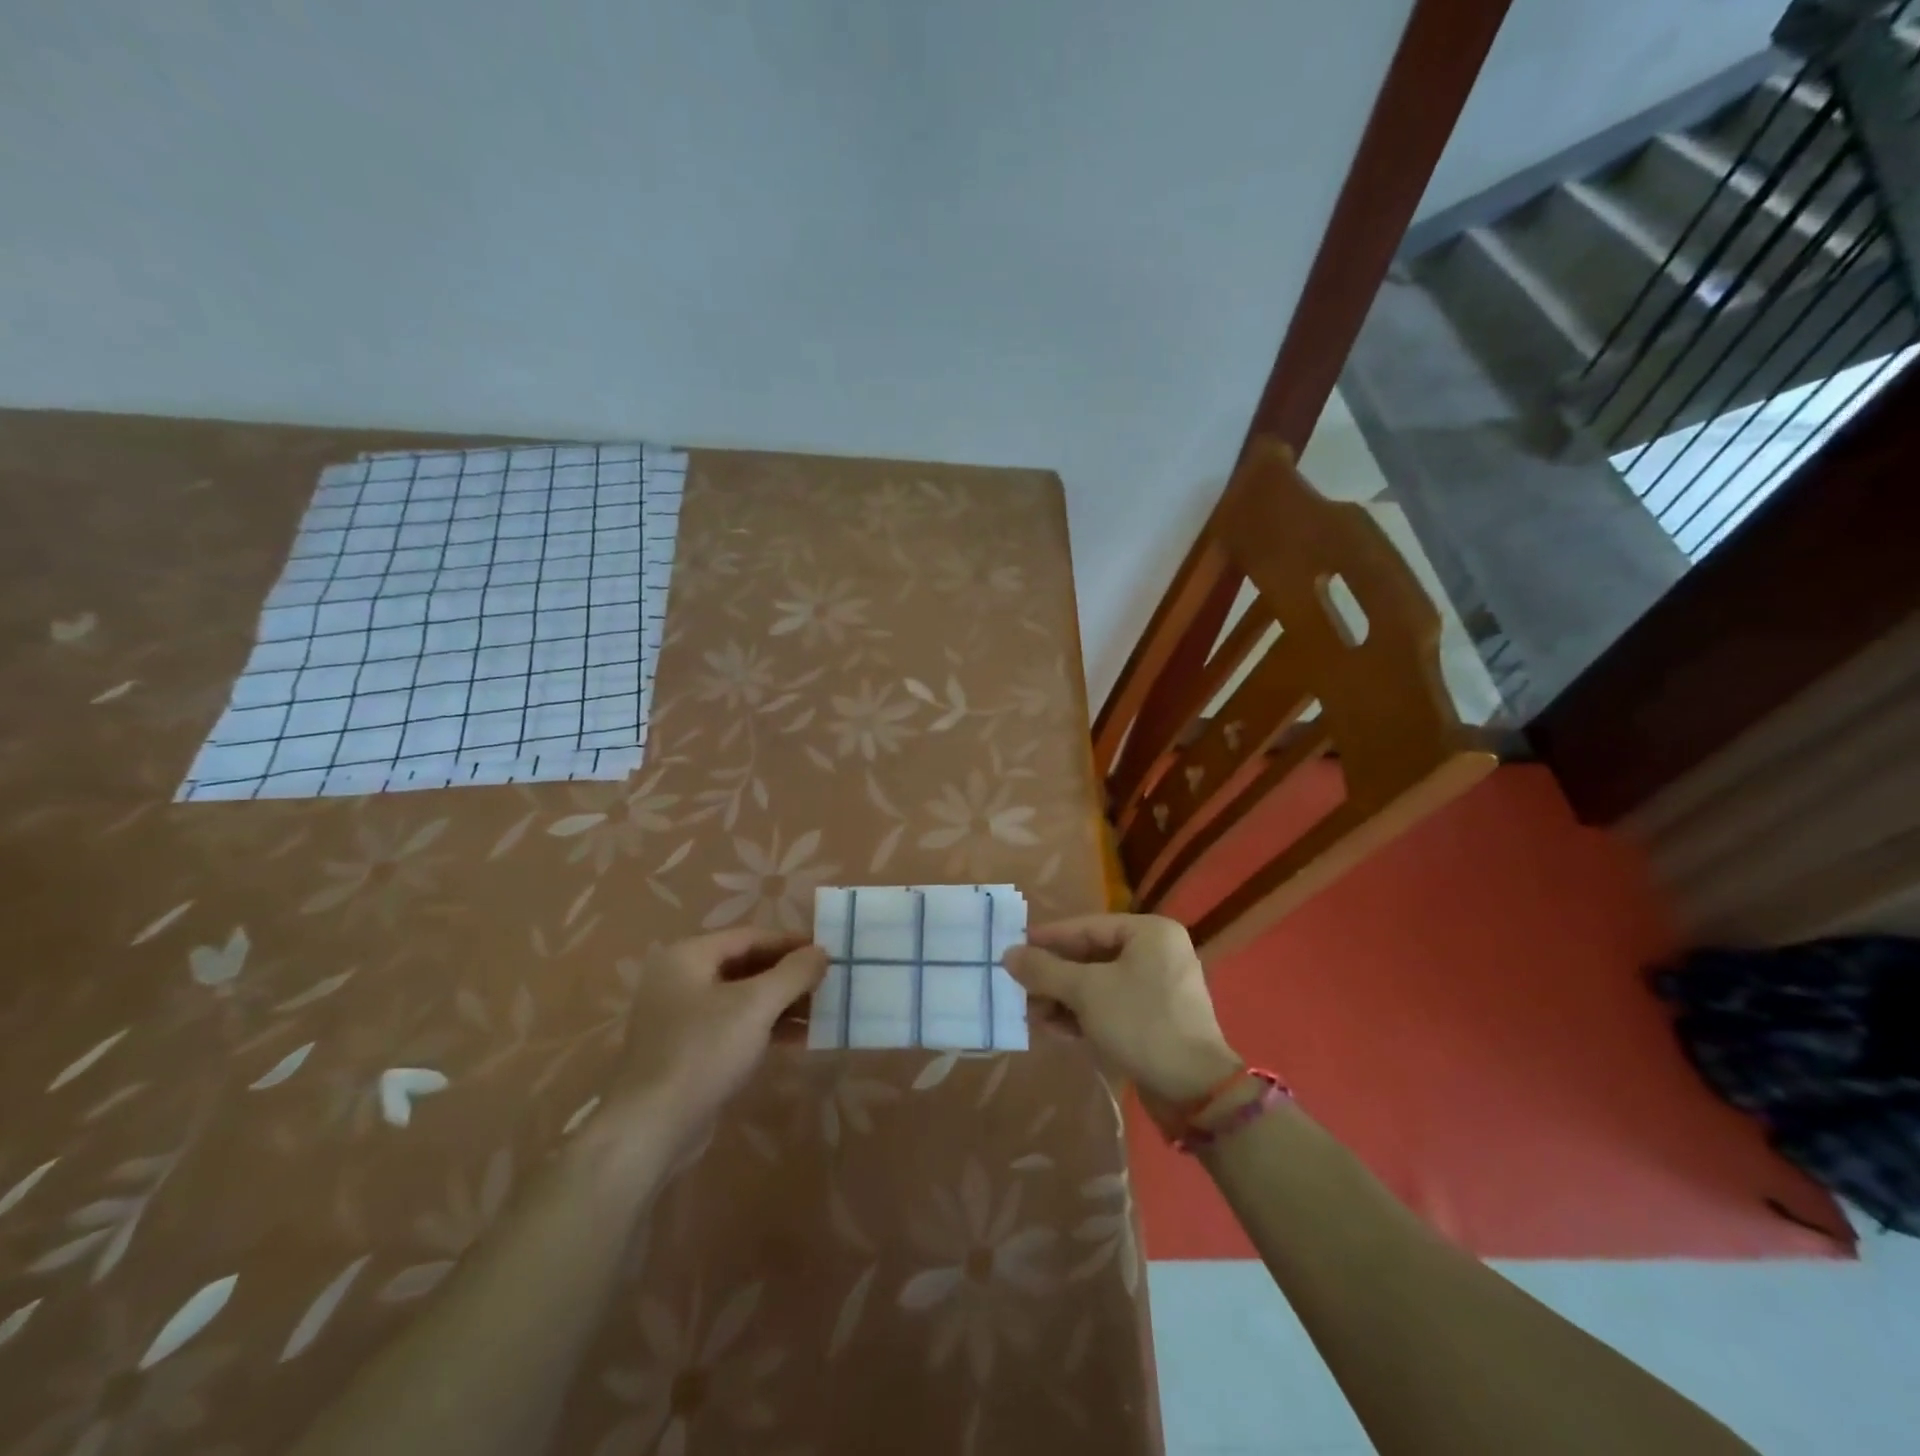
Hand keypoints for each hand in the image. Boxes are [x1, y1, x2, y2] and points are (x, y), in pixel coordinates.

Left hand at [601, 929, 826, 1142]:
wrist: (651, 1128)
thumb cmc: (704, 1051)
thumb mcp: (756, 1005)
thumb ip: (793, 973)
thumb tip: (822, 952)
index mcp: (689, 956)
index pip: (750, 936)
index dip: (791, 943)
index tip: (828, 952)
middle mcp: (681, 979)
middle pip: (746, 965)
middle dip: (789, 975)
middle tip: (828, 982)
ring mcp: (683, 1017)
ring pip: (743, 998)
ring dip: (782, 1003)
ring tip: (822, 1011)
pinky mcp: (689, 1050)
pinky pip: (735, 1026)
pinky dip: (766, 1027)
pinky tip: (800, 1037)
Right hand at [1003, 914, 1240, 1116]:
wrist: (1194, 1090)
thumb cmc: (1141, 1023)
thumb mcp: (1086, 991)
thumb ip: (1045, 970)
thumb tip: (1008, 955)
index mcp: (1149, 933)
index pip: (1086, 927)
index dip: (1047, 938)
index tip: (1012, 947)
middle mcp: (1156, 953)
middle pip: (1090, 957)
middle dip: (1053, 976)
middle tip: (1017, 986)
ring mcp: (1156, 989)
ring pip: (1097, 985)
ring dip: (1062, 998)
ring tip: (1029, 1013)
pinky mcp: (1153, 1020)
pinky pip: (1109, 1007)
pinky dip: (1081, 1015)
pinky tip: (1053, 1029)